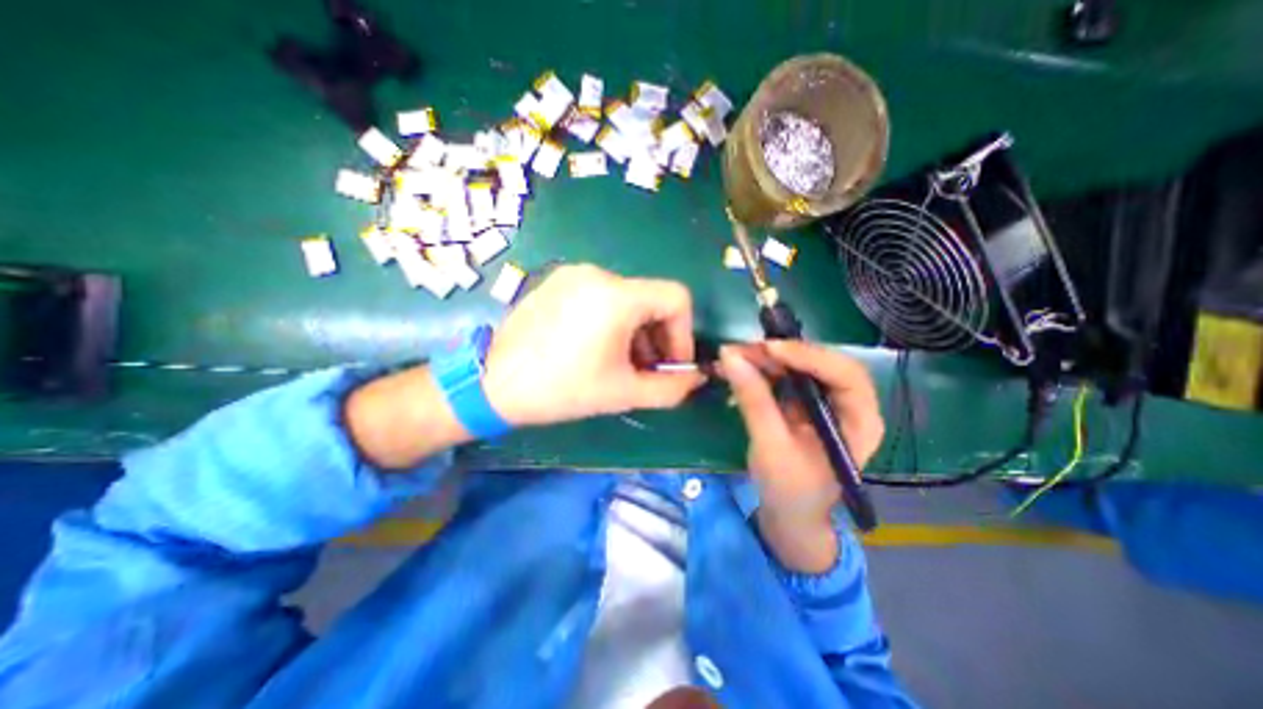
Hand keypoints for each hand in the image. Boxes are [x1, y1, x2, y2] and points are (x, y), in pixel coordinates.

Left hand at [482, 263, 704, 426]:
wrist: (492, 383)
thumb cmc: (562, 389)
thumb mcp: (623, 393)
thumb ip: (670, 388)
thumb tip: (696, 379)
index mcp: (617, 295)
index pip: (677, 298)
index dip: (683, 333)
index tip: (671, 365)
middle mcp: (598, 274)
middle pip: (651, 299)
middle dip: (659, 337)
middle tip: (649, 370)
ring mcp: (574, 275)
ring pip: (627, 299)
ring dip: (636, 331)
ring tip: (623, 363)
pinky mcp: (557, 282)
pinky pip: (601, 296)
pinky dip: (613, 321)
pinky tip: (598, 348)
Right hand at [715, 342, 881, 572]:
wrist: (789, 516)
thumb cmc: (789, 490)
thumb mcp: (770, 446)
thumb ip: (753, 400)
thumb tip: (730, 357)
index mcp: (860, 421)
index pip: (844, 374)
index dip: (808, 356)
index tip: (769, 350)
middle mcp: (849, 404)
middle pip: (821, 363)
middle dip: (781, 354)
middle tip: (743, 350)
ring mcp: (826, 402)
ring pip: (800, 366)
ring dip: (768, 359)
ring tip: (736, 356)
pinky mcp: (805, 403)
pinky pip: (786, 377)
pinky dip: (763, 370)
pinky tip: (742, 369)